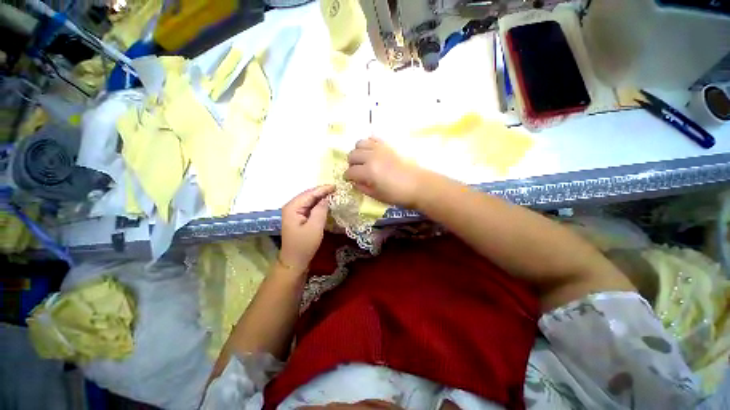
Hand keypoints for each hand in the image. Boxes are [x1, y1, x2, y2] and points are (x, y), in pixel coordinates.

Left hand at [279, 185, 334, 270]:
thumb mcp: (315, 227)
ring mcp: (294, 212)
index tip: (336, 186)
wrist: (294, 261)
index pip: (309, 194)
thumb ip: (320, 210)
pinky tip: (326, 203)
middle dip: (322, 191)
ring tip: (333, 194)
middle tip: (336, 189)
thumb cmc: (304, 245)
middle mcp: (291, 207)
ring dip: (320, 197)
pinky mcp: (298, 218)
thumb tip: (326, 198)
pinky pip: (309, 207)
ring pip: (309, 200)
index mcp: (293, 207)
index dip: (323, 189)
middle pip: (308, 195)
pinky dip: (318, 204)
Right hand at [345, 137, 429, 207]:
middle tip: (356, 171)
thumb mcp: (377, 195)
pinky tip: (371, 151)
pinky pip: (373, 139)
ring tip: (362, 160)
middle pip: (352, 155)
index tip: (348, 179)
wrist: (418, 185)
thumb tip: (354, 182)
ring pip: (360, 143)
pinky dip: (368, 144)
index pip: (350, 171)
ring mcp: (380, 149)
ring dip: (357, 152)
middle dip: (351, 164)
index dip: (347, 176)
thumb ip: (362, 188)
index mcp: (368, 171)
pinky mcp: (388, 145)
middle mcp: (371, 157)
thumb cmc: (397, 194)